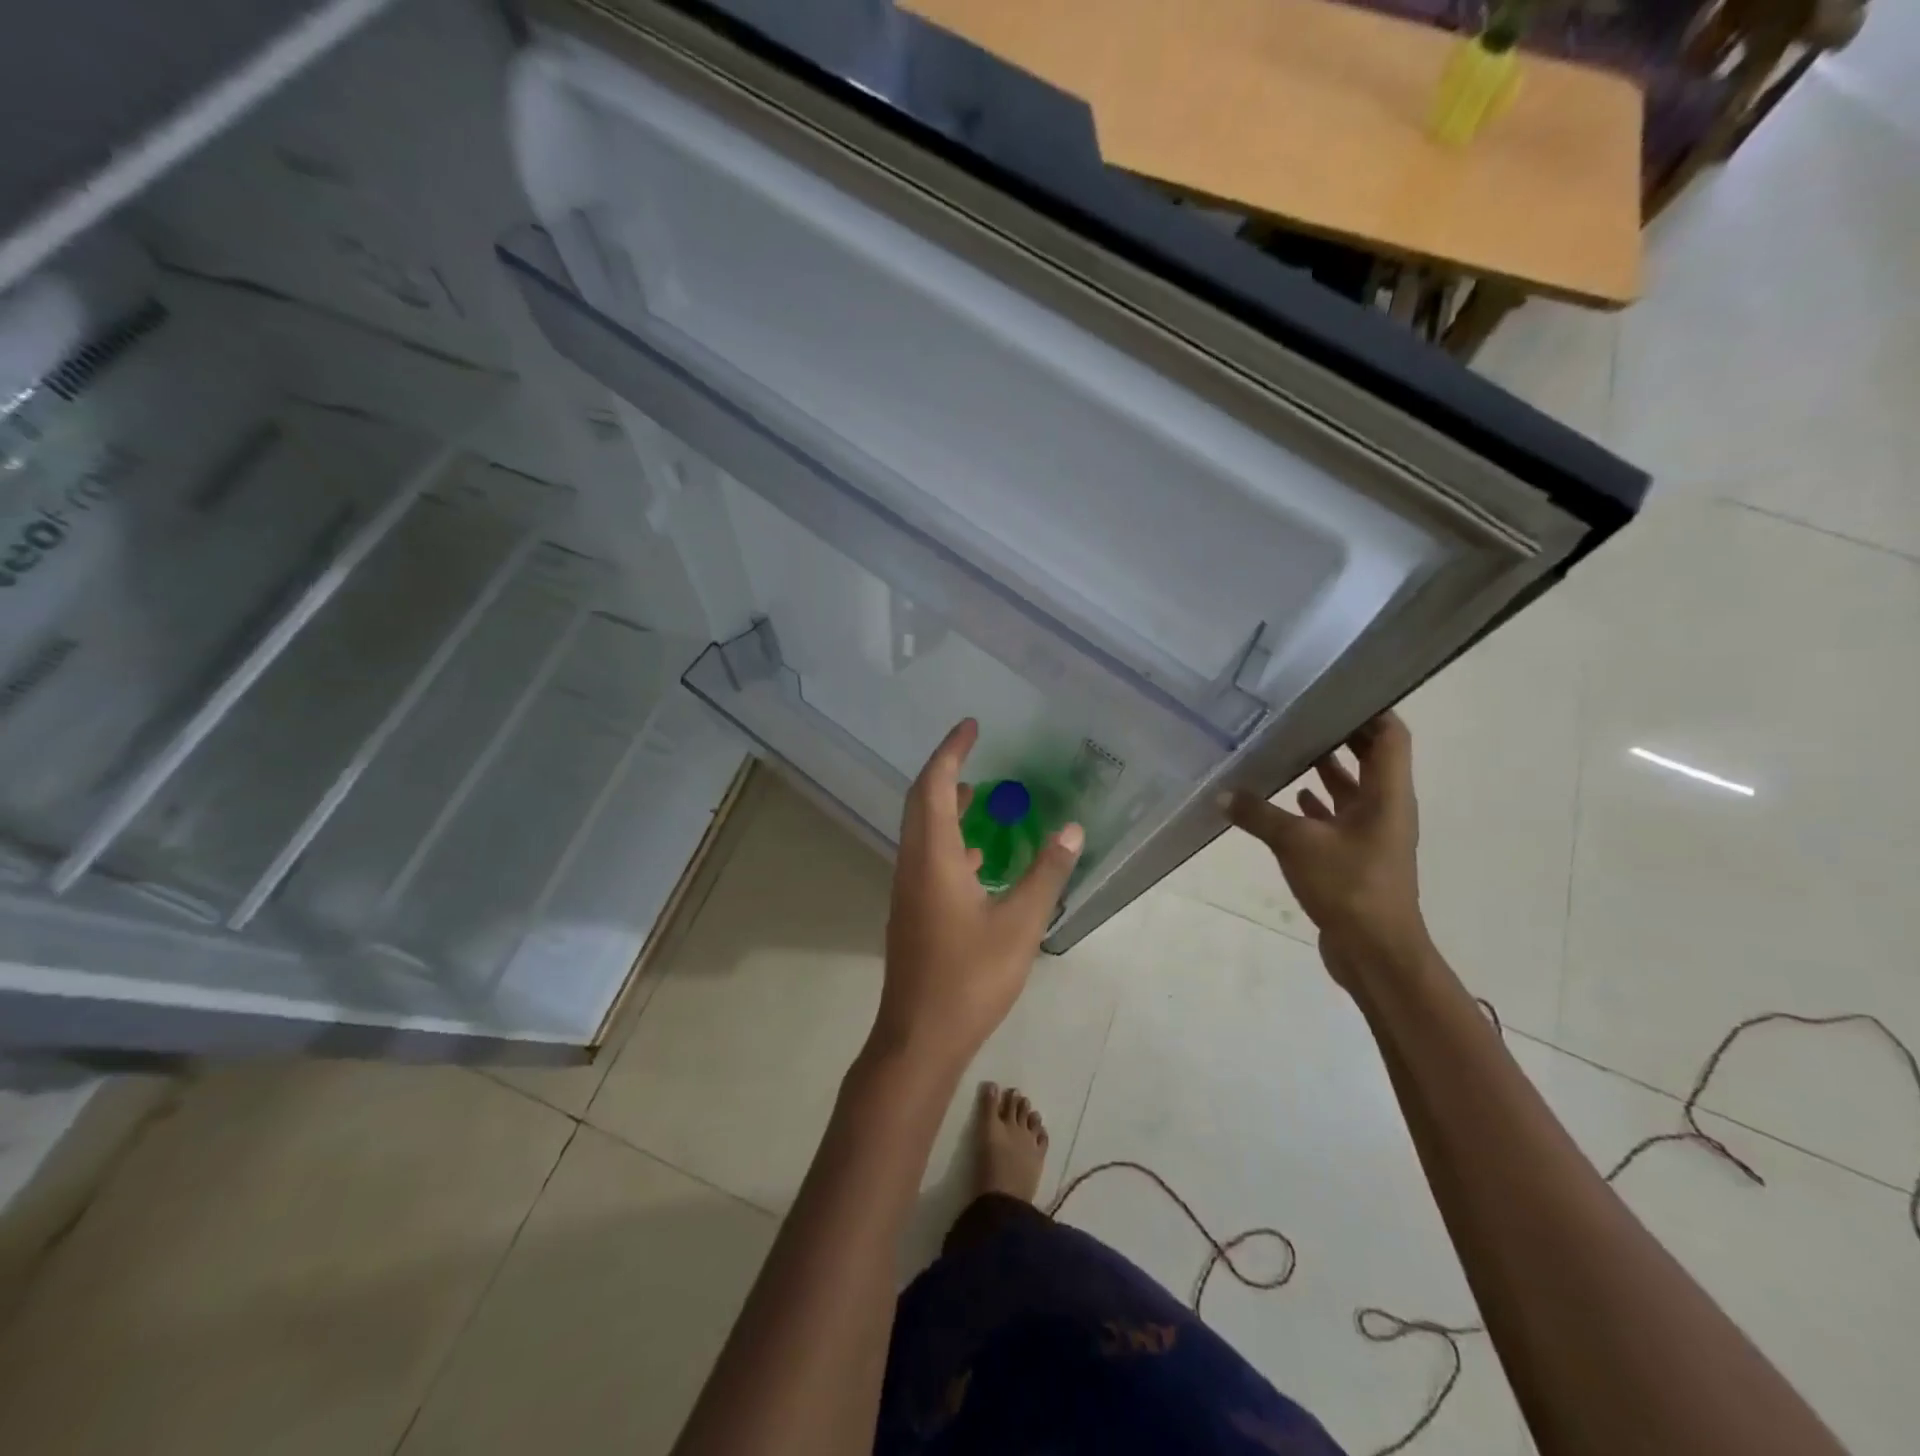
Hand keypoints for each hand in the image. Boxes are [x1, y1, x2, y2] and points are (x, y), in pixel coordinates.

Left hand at [873, 719, 1084, 1069]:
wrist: (920, 1037)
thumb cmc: (970, 978)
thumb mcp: (1020, 923)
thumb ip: (1046, 873)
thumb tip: (1071, 828)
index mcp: (933, 857)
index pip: (936, 786)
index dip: (951, 751)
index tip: (971, 725)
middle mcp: (913, 864)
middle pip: (923, 801)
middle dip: (947, 769)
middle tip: (976, 747)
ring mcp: (909, 889)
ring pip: (923, 830)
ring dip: (948, 805)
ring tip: (982, 794)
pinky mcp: (913, 911)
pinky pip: (929, 857)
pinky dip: (950, 840)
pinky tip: (979, 857)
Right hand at [1224, 712, 1430, 987]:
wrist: (1375, 952)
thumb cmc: (1348, 886)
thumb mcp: (1296, 844)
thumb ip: (1258, 814)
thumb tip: (1221, 794)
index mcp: (1387, 794)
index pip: (1389, 735)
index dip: (1369, 709)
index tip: (1334, 691)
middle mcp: (1386, 807)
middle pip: (1371, 758)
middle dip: (1340, 735)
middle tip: (1300, 715)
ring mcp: (1372, 834)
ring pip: (1353, 790)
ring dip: (1326, 770)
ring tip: (1288, 749)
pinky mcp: (1356, 857)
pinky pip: (1337, 818)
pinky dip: (1317, 806)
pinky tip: (1287, 799)